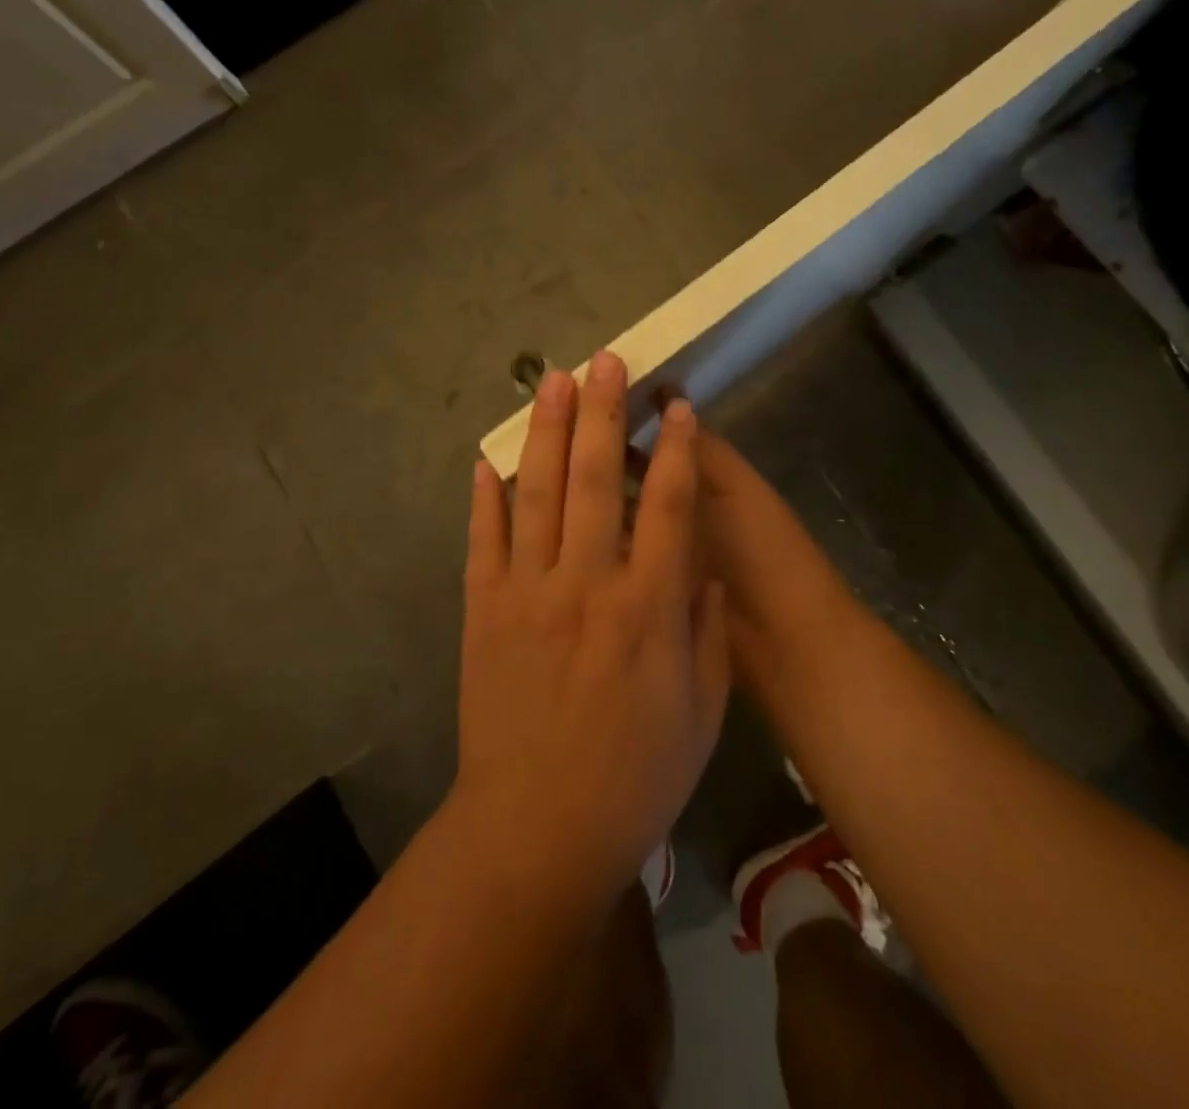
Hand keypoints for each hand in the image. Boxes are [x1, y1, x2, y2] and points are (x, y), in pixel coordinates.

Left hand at [454, 351, 729, 900]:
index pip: (666, 504)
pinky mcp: (484, 611)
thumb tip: (697, 567)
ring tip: (551, 380)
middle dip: (601, 411)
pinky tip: (487, 459)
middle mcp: (586, 583)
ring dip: (545, 430)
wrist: (537, 829)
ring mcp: (528, 592)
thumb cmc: (635, 777)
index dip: (675, 448)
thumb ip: (704, 630)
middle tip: (604, 360)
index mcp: (647, 606)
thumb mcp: (703, 711)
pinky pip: (484, 540)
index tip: (675, 405)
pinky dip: (485, 496)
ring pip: (537, 492)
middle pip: (594, 477)